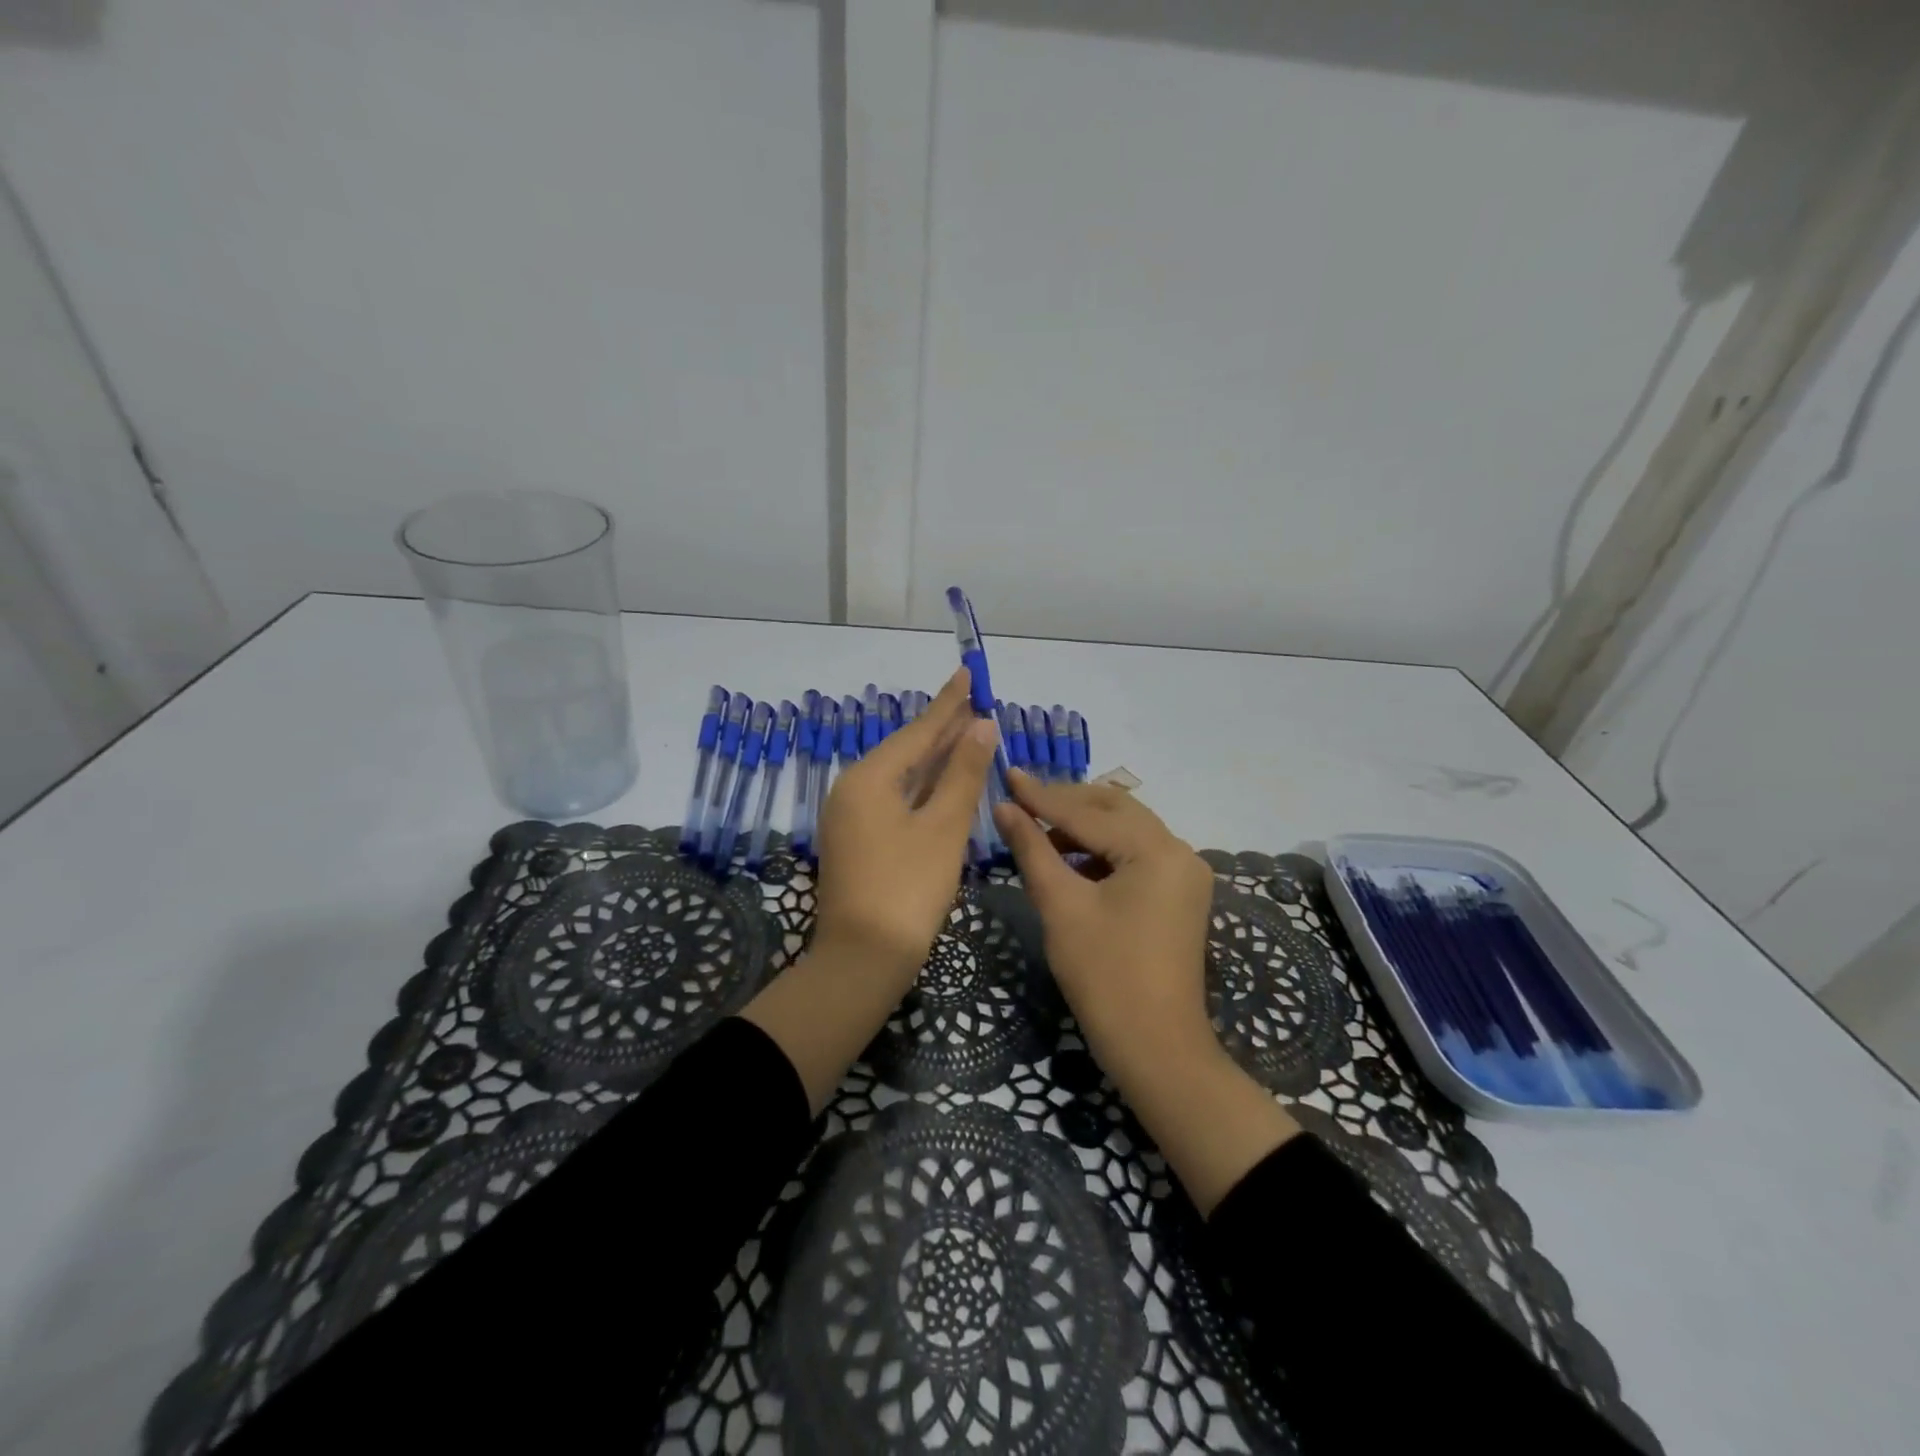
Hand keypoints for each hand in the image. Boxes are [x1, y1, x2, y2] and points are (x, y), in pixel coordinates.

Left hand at [744, 669, 997, 1113]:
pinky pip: (897, 799)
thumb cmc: (908, 889)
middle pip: (908, 750)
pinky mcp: (859, 841)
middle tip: (975, 701)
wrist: (863, 960)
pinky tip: (945, 780)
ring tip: (968, 731)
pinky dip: (924, 787)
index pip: (918, 731)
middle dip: (943, 728)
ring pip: (903, 776)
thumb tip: (980, 726)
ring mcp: (853, 817)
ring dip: (936, 758)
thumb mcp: (943, 827)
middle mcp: (854, 789)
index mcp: (869, 778)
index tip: (967, 673)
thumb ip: (962, 773)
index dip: (948, 703)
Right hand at [993, 773, 1298, 1213]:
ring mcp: (1184, 874)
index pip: (1089, 812)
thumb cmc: (1104, 976)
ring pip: (1127, 830)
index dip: (1042, 795)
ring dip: (1083, 825)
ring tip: (1038, 829)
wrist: (1156, 1049)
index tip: (1007, 772)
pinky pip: (1136, 855)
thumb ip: (1032, 848)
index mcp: (1157, 850)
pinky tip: (1069, 859)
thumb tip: (1005, 807)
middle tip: (1021, 799)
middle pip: (1115, 809)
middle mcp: (1180, 851)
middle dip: (1067, 802)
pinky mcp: (1179, 895)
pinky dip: (1102, 850)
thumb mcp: (1061, 906)